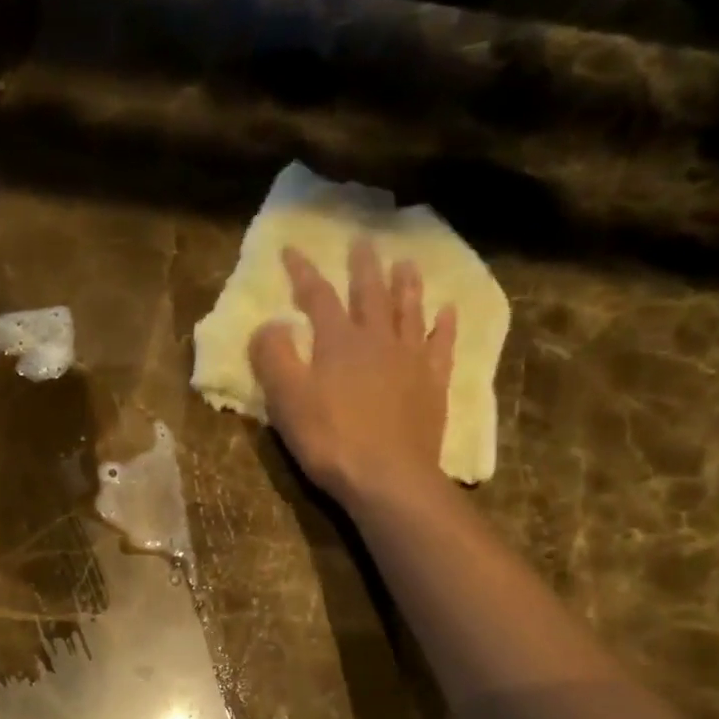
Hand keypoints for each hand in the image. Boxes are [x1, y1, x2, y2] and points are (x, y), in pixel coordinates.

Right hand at [249, 239, 457, 509]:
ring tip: (406, 262)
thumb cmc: (330, 440)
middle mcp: (377, 340)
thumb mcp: (287, 400)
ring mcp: (411, 361)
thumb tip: (270, 324)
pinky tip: (448, 311)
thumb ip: (274, 358)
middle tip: (363, 241)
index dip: (303, 272)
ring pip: (409, 311)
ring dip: (406, 285)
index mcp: (338, 342)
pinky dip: (444, 325)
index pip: (317, 296)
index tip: (291, 249)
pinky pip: (441, 345)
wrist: (388, 477)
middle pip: (370, 294)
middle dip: (363, 266)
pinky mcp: (432, 385)